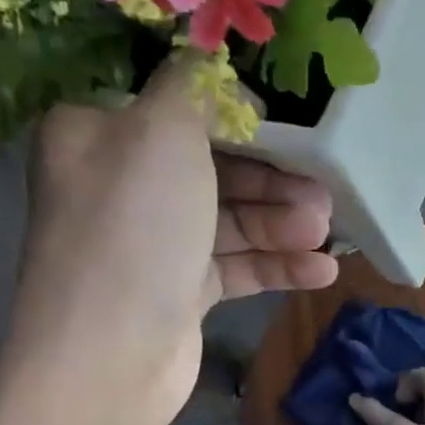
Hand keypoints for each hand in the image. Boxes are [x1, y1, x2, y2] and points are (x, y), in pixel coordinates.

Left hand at [14, 63, 337, 424]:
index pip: (178, 112)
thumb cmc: (134, 227)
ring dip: (281, 225)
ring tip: (325, 235)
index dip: (240, 120)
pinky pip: (234, 267)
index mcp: (99, 134)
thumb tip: (220, 72)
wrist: (109, 353)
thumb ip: (196, 87)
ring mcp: (151, 243)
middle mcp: (121, 185)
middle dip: (273, 182)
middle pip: (213, 169)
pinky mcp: (177, 292)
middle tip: (324, 196)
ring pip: (229, 221)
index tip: (294, 131)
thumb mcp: (163, 131)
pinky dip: (275, 265)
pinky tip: (321, 271)